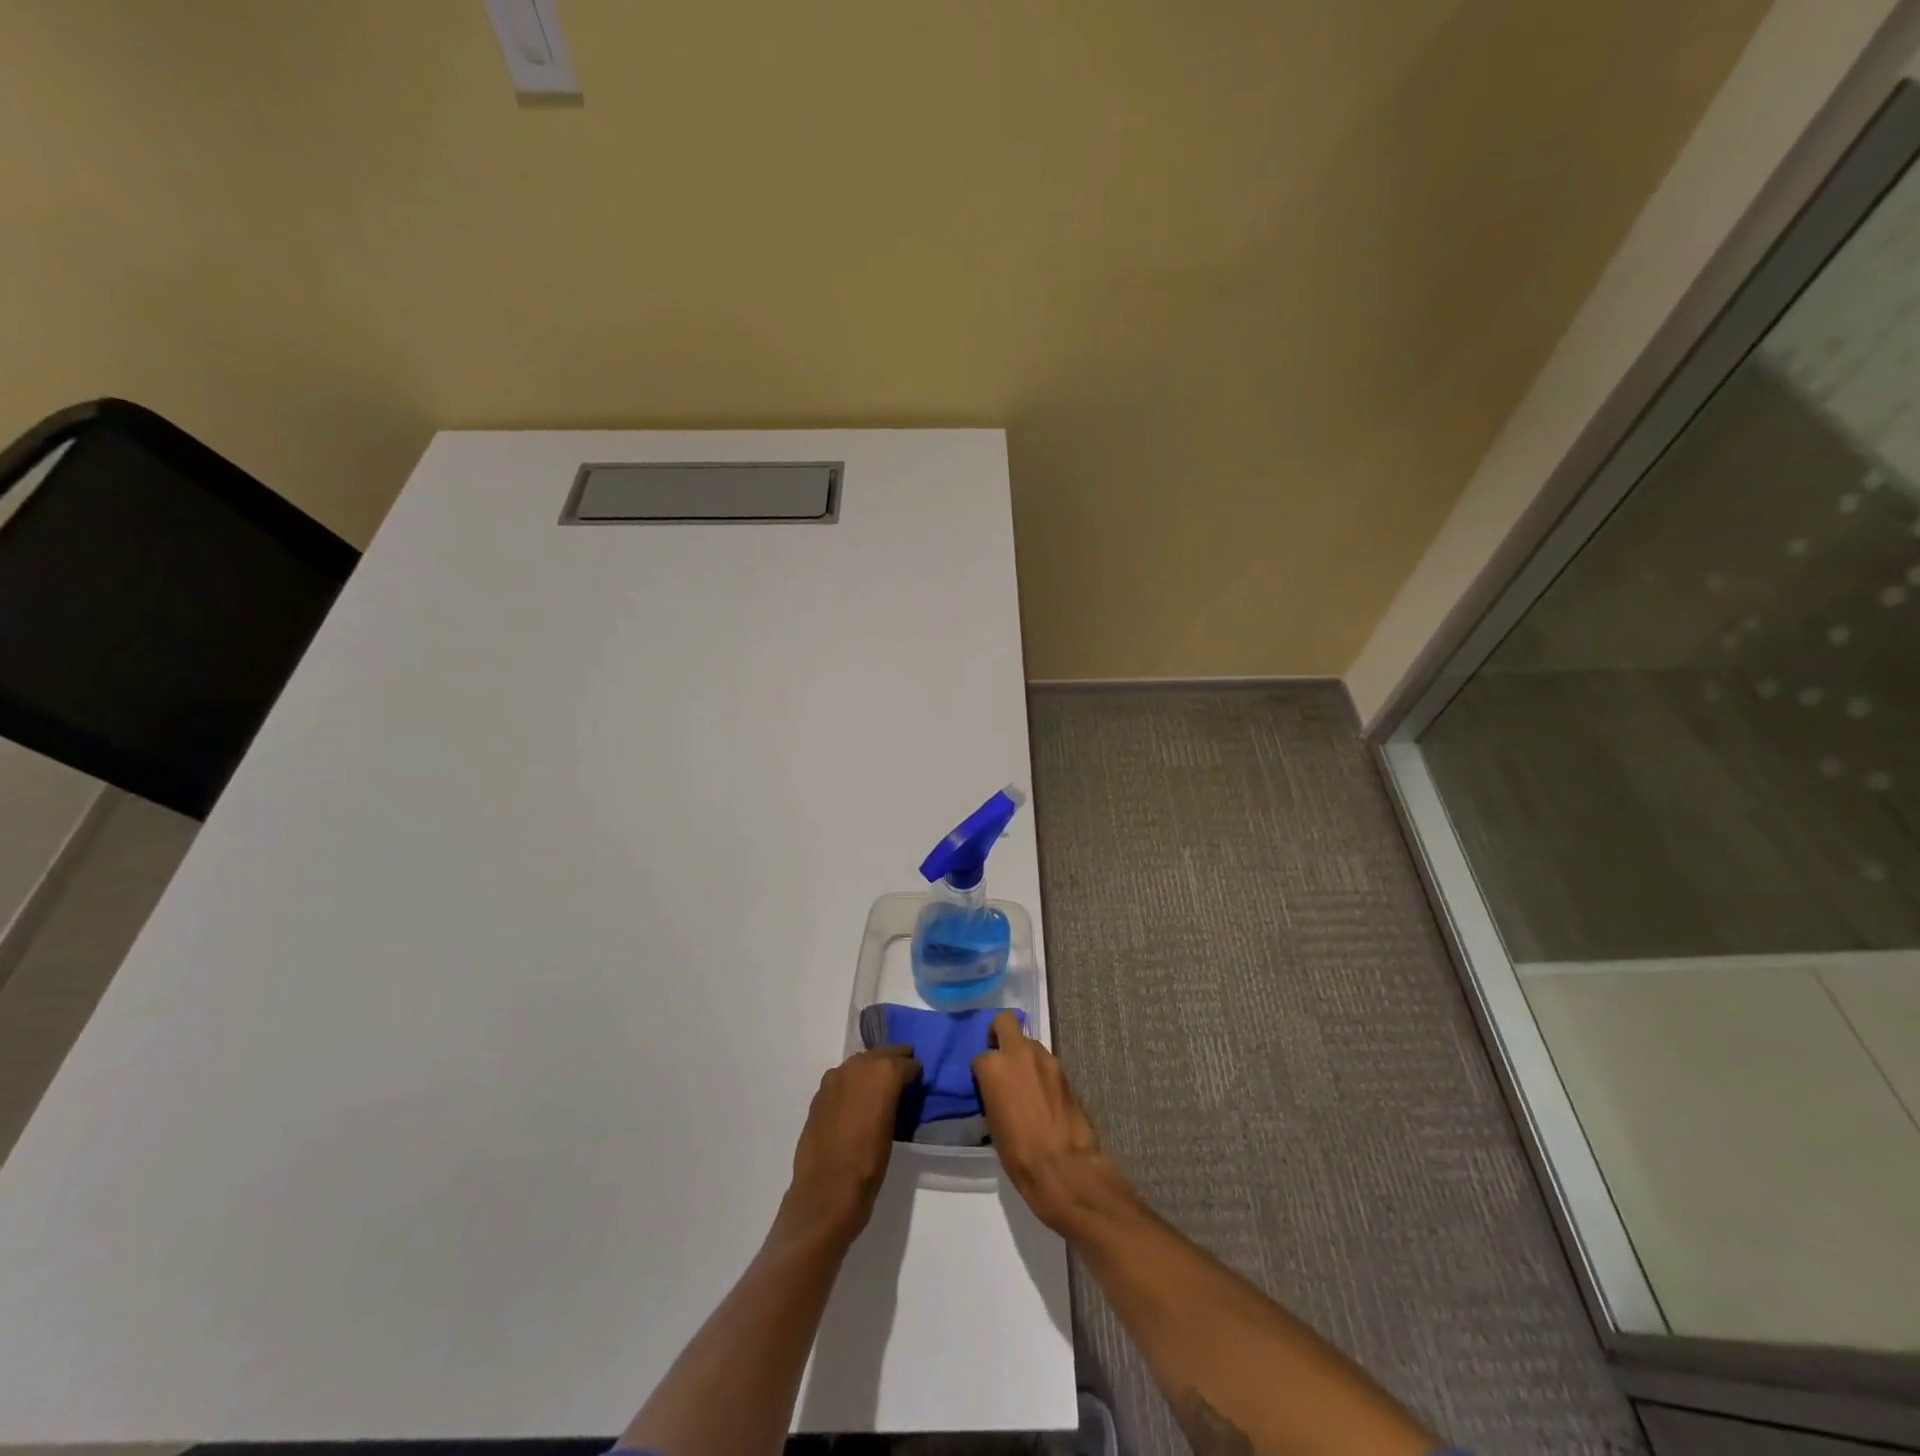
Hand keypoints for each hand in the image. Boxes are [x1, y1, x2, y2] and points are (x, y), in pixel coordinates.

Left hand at [779, 1045, 920, 1245]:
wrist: (826, 1193)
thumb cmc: (869, 1165)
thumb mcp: (894, 1129)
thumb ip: (895, 1099)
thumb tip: (897, 1092)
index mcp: (884, 1073)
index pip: (906, 1062)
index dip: (914, 1072)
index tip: (918, 1080)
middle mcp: (858, 1066)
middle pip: (881, 1054)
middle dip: (893, 1062)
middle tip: (904, 1074)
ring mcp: (835, 1077)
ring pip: (860, 1063)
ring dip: (871, 1070)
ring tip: (880, 1088)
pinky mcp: (819, 1093)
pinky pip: (842, 1079)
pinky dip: (852, 1083)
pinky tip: (856, 1101)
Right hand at [972, 1010, 1131, 1234]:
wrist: (1064, 1167)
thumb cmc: (1019, 1154)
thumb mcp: (993, 1124)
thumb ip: (993, 1094)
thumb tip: (998, 1091)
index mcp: (993, 1067)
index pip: (980, 1057)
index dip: (981, 1072)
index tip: (985, 1087)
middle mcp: (1019, 1053)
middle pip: (1005, 1022)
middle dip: (999, 1033)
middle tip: (1001, 1058)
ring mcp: (1045, 1059)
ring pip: (1029, 1043)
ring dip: (1024, 1056)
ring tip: (1025, 1084)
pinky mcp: (1065, 1071)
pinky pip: (1046, 1063)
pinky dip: (1041, 1072)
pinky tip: (1043, 1096)